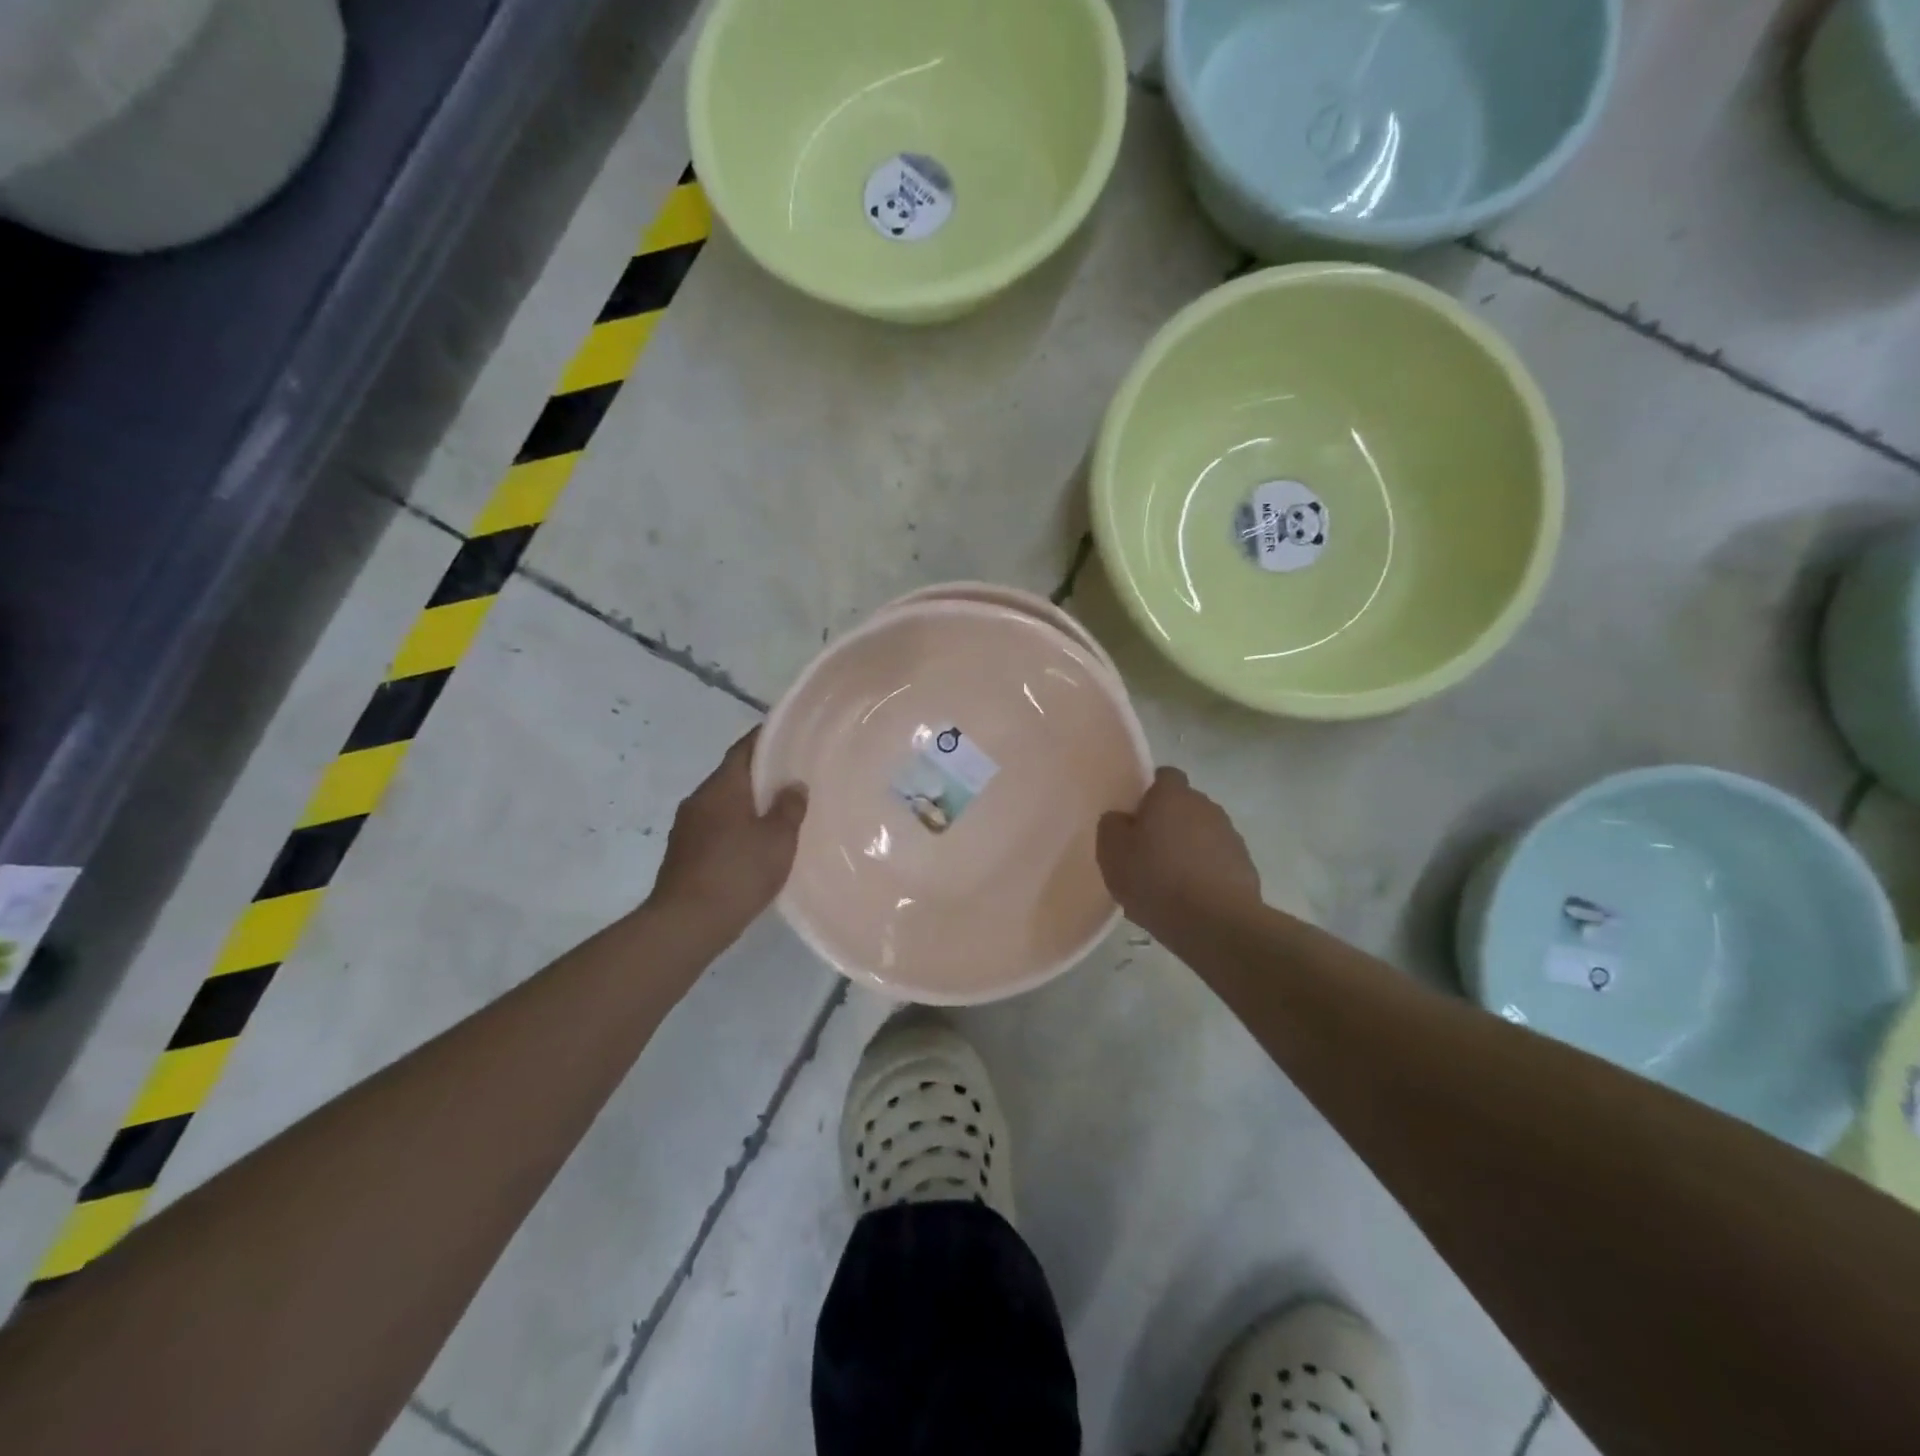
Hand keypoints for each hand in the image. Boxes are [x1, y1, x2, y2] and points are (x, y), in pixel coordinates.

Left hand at [646, 729, 806, 938]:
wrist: (686, 923)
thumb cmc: (737, 873)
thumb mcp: (777, 840)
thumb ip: (789, 808)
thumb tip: (793, 784)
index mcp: (722, 787)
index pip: (743, 750)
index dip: (764, 738)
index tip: (787, 733)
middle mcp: (699, 799)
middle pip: (732, 776)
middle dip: (760, 774)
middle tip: (792, 776)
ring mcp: (686, 827)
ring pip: (723, 803)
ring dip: (747, 803)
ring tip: (778, 811)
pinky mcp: (683, 853)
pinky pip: (715, 826)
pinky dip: (735, 826)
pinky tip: (754, 843)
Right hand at [1097, 767, 1260, 938]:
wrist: (1215, 923)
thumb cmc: (1155, 879)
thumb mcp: (1112, 852)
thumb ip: (1112, 825)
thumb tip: (1122, 819)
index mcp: (1172, 795)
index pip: (1164, 776)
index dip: (1149, 793)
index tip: (1136, 818)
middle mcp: (1205, 806)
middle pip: (1183, 806)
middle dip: (1167, 823)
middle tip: (1146, 852)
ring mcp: (1230, 835)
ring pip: (1201, 834)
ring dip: (1187, 849)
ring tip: (1168, 882)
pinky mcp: (1245, 865)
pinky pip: (1217, 861)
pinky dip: (1205, 872)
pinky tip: (1190, 899)